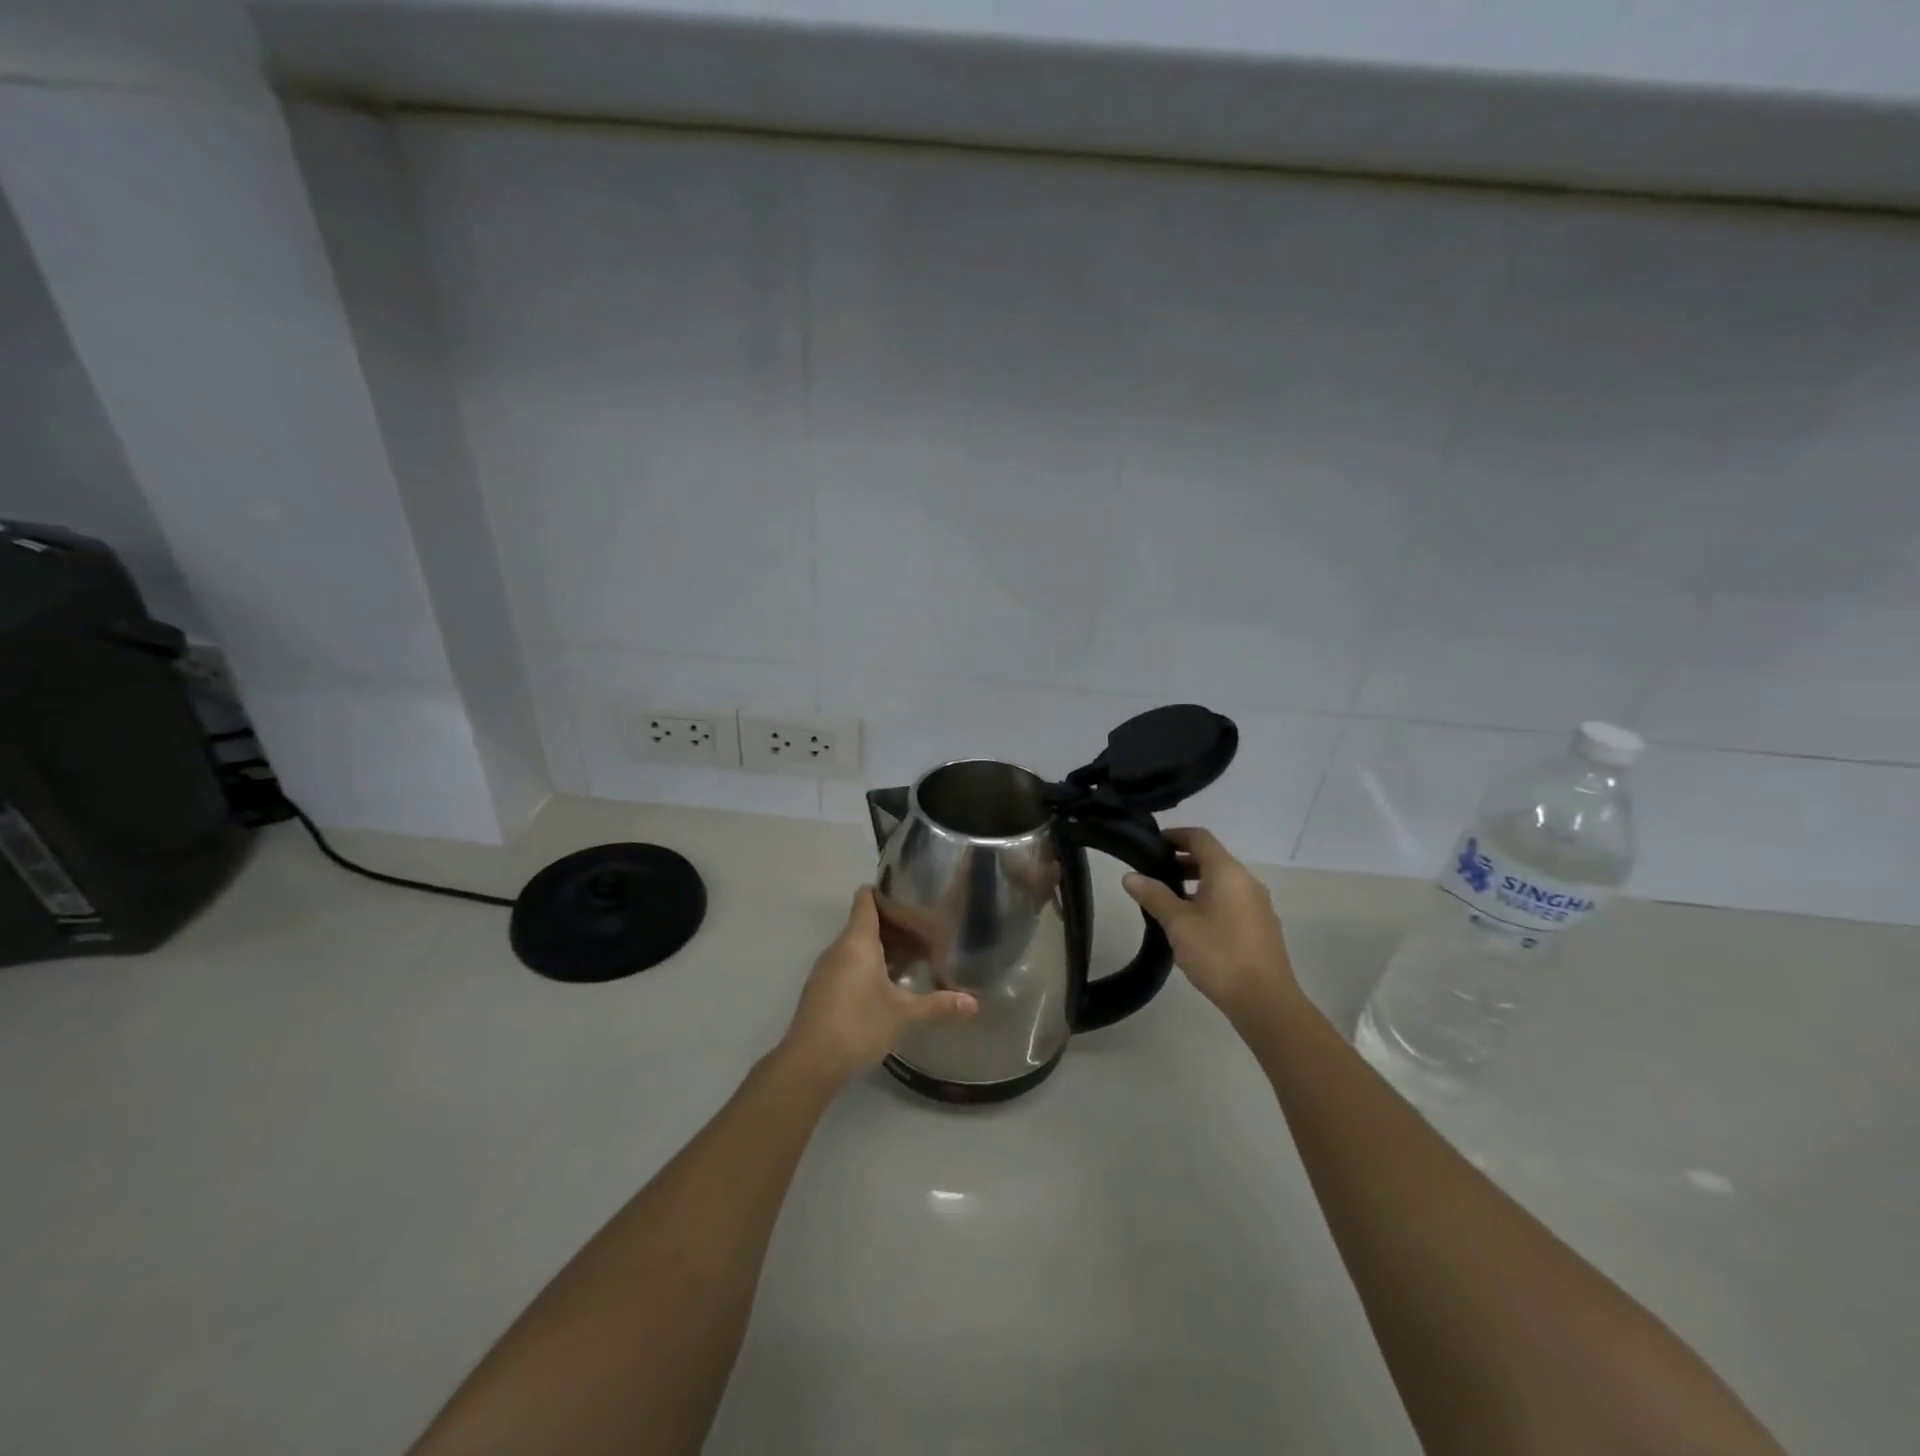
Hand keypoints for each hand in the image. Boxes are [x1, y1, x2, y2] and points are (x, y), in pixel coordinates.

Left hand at [781, 887, 976, 1086]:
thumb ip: (938, 1005)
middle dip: (892, 927)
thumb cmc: (859, 1026)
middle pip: (864, 923)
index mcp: (857, 941)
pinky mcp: (820, 991)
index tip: (909, 897)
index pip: (866, 899)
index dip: (885, 892)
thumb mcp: (904, 1015)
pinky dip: (866, 968)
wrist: (809, 1063)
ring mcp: (825, 970)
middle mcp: (838, 948)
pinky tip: (886, 988)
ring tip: (910, 962)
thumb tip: (973, 1004)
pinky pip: (846, 966)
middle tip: (923, 935)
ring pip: (855, 947)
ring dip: (880, 950)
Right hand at [1123, 828, 1300, 1027]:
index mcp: (1227, 872)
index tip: (1150, 844)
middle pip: (1211, 859)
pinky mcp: (1261, 927)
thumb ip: (1154, 896)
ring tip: (1167, 902)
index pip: (1199, 838)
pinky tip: (1192, 926)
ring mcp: (1258, 905)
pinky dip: (1209, 901)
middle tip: (1152, 874)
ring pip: (1221, 882)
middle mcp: (1247, 881)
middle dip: (1181, 862)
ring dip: (1194, 883)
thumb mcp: (1178, 923)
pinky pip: (1231, 901)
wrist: (1265, 1002)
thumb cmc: (1218, 954)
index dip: (1174, 835)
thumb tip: (1130, 876)